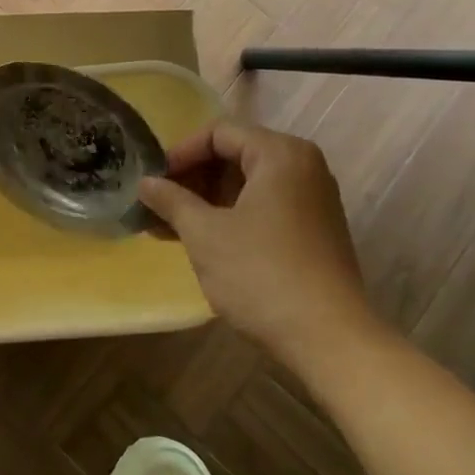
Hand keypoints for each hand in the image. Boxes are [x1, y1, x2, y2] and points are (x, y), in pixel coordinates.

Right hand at [138, 123, 385, 371]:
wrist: (330, 341)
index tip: (153, 180)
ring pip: (246, 185)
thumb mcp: (204, 233)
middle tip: (156, 204)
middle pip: (233, 156)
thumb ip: (171, 200)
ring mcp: (312, 200)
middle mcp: (302, 167)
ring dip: (205, 201)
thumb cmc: (261, 274)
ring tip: (166, 226)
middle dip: (191, 180)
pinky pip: (262, 207)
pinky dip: (229, 216)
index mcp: (280, 154)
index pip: (218, 133)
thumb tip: (145, 183)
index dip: (179, 153)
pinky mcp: (313, 231)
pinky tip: (198, 240)